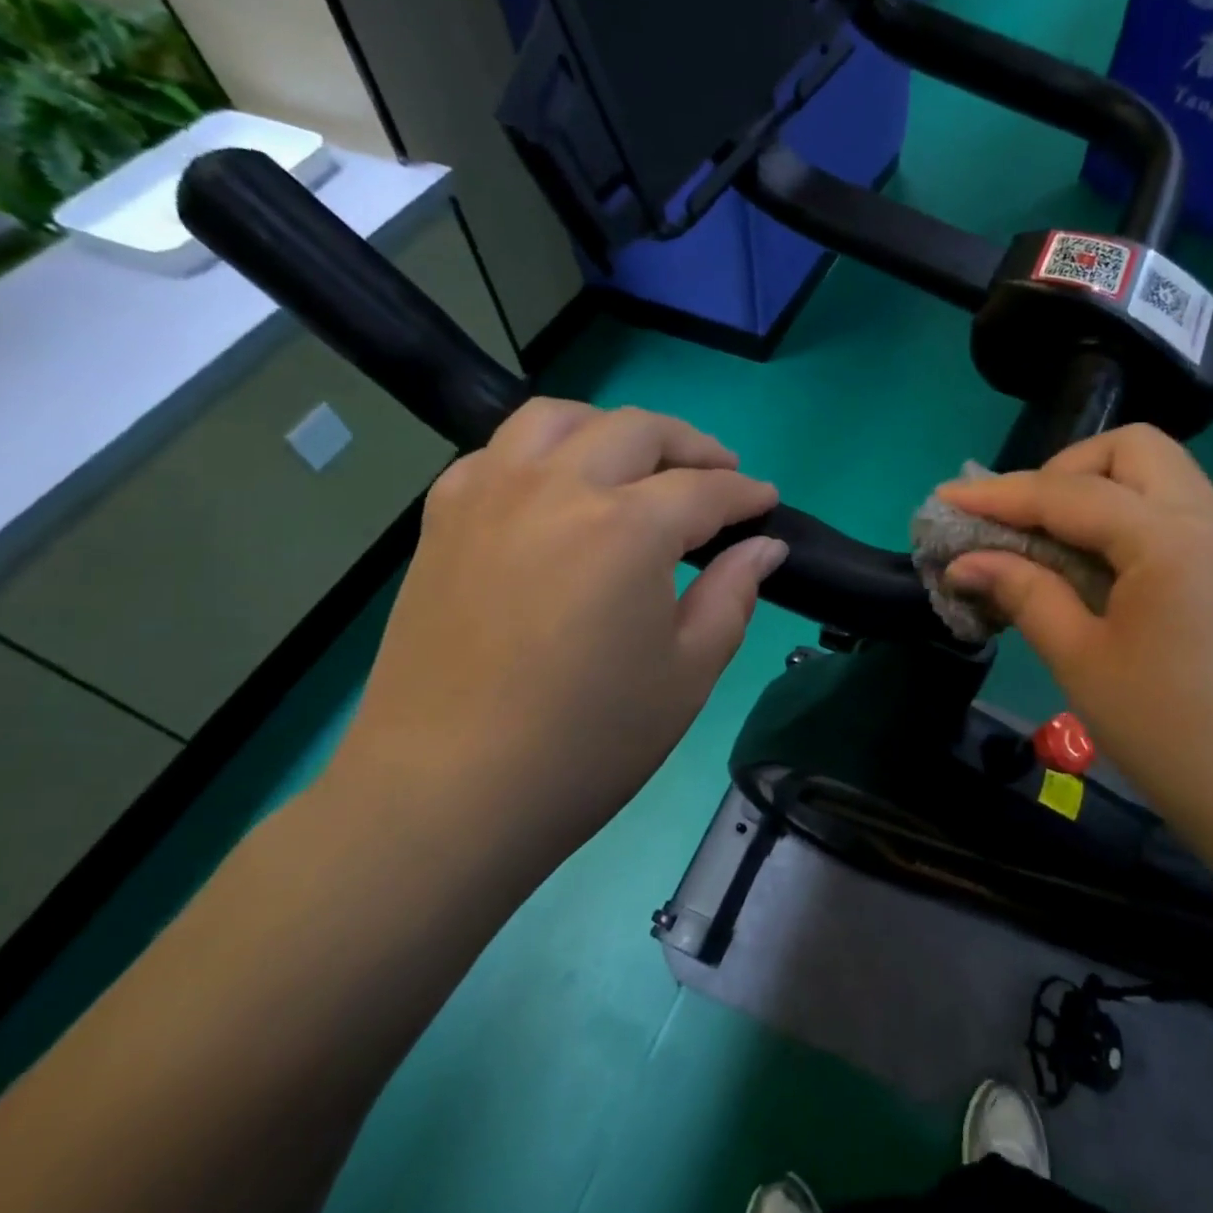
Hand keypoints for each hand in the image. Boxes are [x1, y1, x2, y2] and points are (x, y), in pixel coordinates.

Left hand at [326, 399, 783, 876]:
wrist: (449, 793)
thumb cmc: (588, 743)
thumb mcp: (688, 673)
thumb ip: (733, 594)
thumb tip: (763, 547)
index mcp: (628, 529)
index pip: (705, 489)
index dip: (746, 493)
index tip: (767, 502)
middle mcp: (557, 488)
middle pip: (637, 431)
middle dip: (693, 446)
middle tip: (719, 474)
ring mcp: (491, 496)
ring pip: (559, 419)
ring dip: (613, 430)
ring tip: (638, 462)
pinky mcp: (444, 520)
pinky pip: (498, 453)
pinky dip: (542, 453)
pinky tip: (557, 489)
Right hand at [937, 426, 1212, 836]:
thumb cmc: (1169, 732)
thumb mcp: (1080, 659)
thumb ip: (1023, 592)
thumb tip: (964, 562)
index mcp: (1171, 539)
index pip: (1070, 493)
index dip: (1000, 494)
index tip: (947, 497)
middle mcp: (1210, 517)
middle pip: (1129, 449)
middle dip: (1062, 471)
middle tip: (1021, 520)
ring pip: (1155, 473)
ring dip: (1093, 490)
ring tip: (1047, 541)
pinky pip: (1170, 509)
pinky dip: (1122, 516)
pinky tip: (1091, 564)